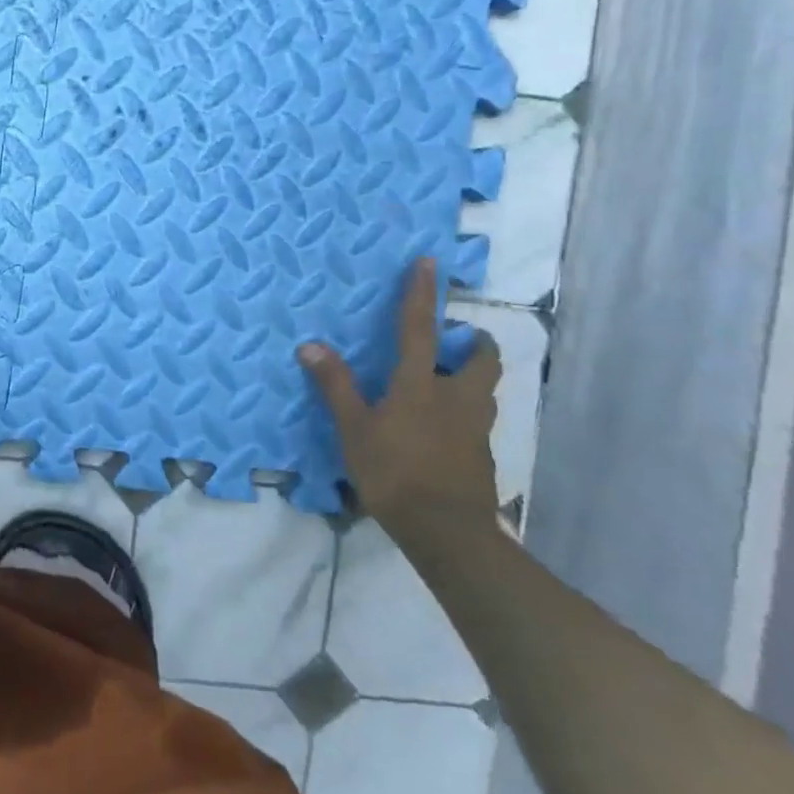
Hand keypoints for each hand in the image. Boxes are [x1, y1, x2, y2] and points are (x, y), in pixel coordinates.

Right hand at [298, 256, 501, 537]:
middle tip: (457, 341)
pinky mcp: (481, 456)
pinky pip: (475, 422)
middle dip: (474, 344)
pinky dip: (462, 414)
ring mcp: (475, 428)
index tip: (429, 262)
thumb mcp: (354, 429)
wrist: (446, 532)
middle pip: (480, 360)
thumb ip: (335, 386)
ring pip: (483, 391)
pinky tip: (439, 430)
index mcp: (420, 385)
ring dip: (470, 377)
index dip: (422, 294)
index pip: (419, 328)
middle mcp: (455, 397)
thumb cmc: (393, 472)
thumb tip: (310, 345)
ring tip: (445, 382)